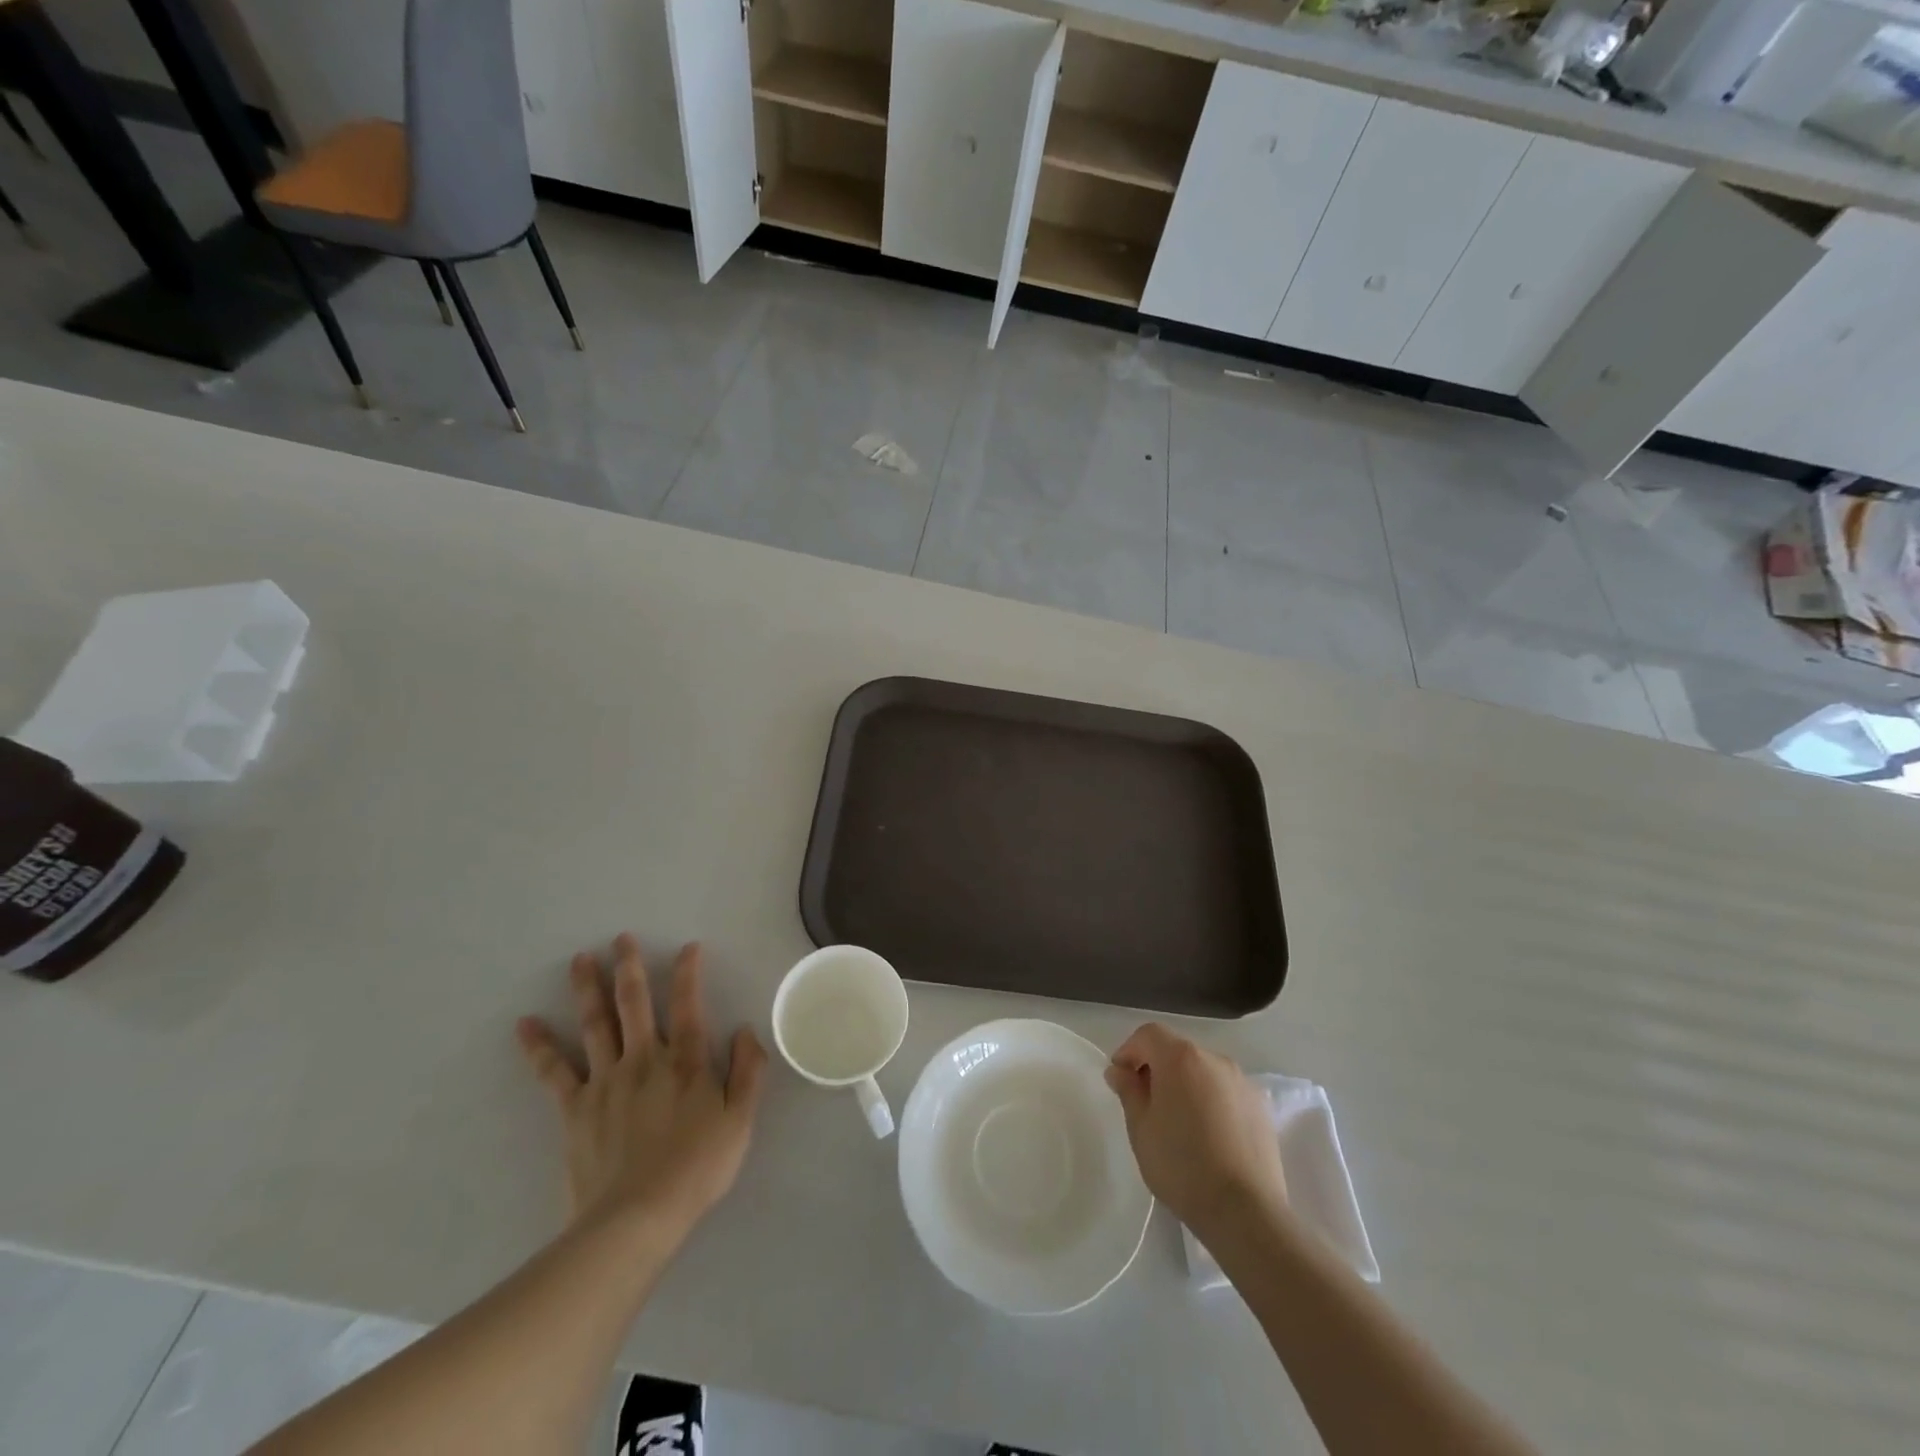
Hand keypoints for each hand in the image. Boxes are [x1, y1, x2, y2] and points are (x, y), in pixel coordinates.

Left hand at [516, 935, 766, 1239]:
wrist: (636, 1217)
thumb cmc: (696, 1168)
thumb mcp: (740, 1120)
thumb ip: (748, 1071)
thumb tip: (744, 1030)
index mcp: (685, 1061)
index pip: (688, 1005)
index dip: (688, 973)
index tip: (688, 947)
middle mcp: (644, 1059)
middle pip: (634, 1003)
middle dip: (630, 967)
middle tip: (621, 938)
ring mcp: (605, 1080)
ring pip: (595, 1024)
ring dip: (588, 989)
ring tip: (580, 960)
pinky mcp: (575, 1108)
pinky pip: (554, 1071)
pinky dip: (539, 1047)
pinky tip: (525, 1025)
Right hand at [1106, 1023, 1287, 1239]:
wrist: (1245, 1212)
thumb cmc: (1181, 1165)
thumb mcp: (1141, 1128)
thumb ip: (1128, 1091)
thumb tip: (1120, 1070)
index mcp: (1181, 1058)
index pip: (1148, 1035)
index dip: (1129, 1051)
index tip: (1120, 1079)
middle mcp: (1214, 1059)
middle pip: (1177, 1050)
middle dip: (1156, 1068)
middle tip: (1145, 1103)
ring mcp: (1242, 1082)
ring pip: (1203, 1071)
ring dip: (1185, 1084)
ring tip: (1178, 1122)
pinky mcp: (1260, 1107)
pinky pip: (1225, 1092)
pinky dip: (1210, 1101)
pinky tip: (1207, 1135)